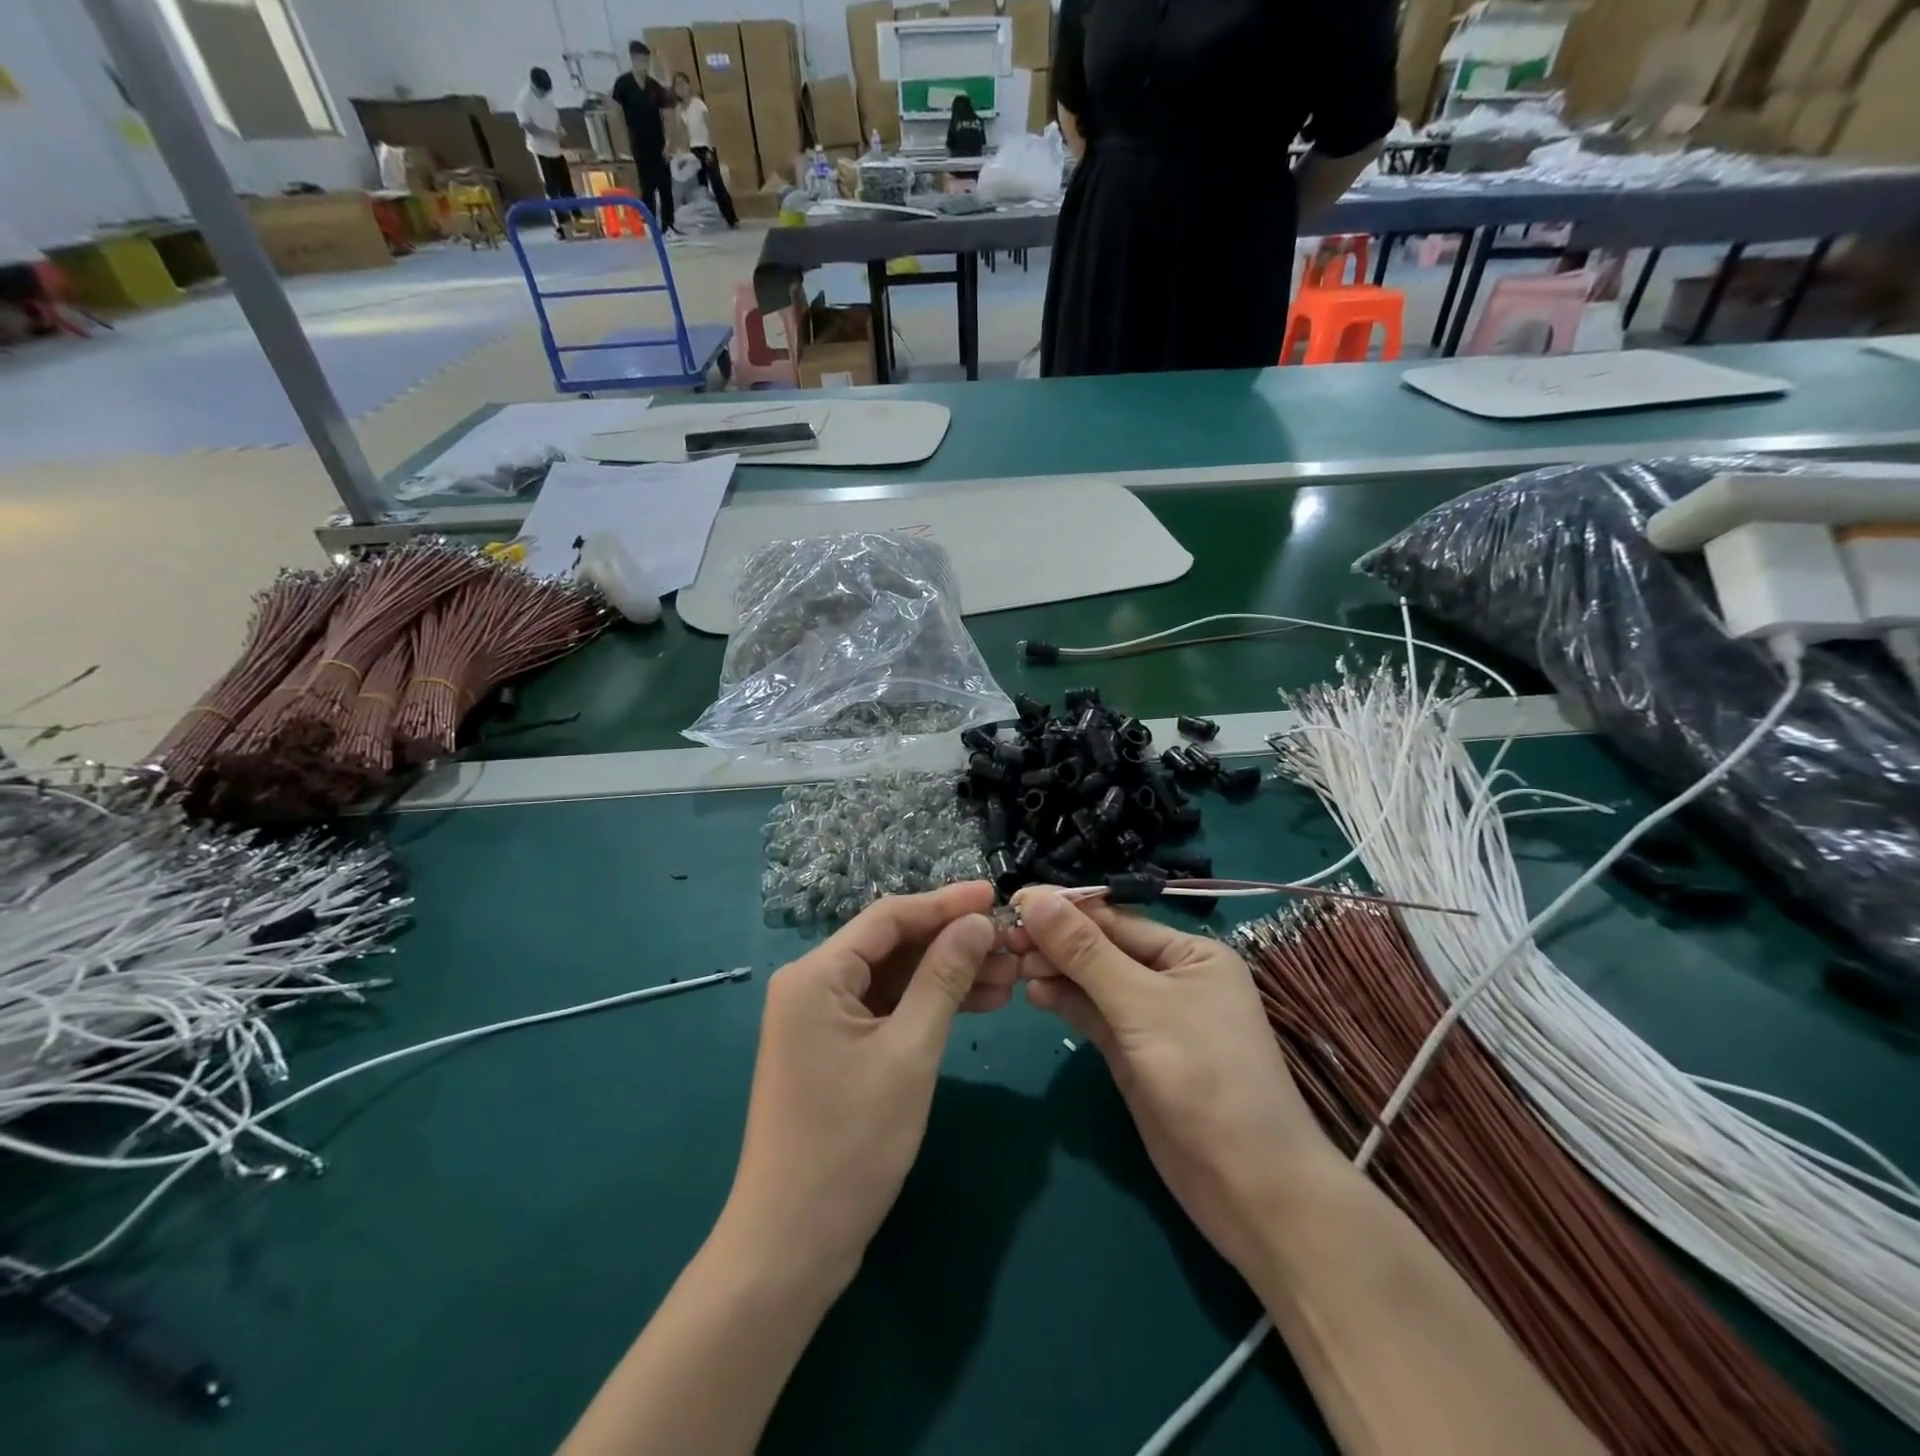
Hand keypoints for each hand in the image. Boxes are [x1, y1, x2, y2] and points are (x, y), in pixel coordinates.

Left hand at [719, 882, 1008, 1288]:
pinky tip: (978, 1004)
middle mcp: (813, 985)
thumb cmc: (851, 1143)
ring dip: (947, 975)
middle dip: (952, 943)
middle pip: (892, 946)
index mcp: (816, 974)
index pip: (888, 917)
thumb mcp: (909, 1052)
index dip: (945, 903)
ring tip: (1009, 977)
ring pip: (894, 979)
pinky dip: (928, 1007)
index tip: (995, 895)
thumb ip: (943, 979)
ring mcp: (822, 1019)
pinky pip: (887, 1010)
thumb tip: (976, 923)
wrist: (792, 1245)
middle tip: (1011, 945)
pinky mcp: (835, 1049)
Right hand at [1011, 889, 1344, 1277]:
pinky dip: (1065, 1002)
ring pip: (1093, 982)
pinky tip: (1034, 993)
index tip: (1015, 901)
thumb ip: (1086, 953)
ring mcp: (1151, 1017)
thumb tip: (1037, 899)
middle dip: (1056, 942)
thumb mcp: (1143, 1006)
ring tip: (1013, 965)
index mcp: (1190, 954)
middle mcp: (1171, 977)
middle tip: (1004, 938)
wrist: (1248, 1187)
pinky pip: (1093, 1015)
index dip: (1065, 910)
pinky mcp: (1133, 1052)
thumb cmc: (1206, 1077)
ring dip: (1055, 971)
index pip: (1117, 920)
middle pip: (1102, 949)